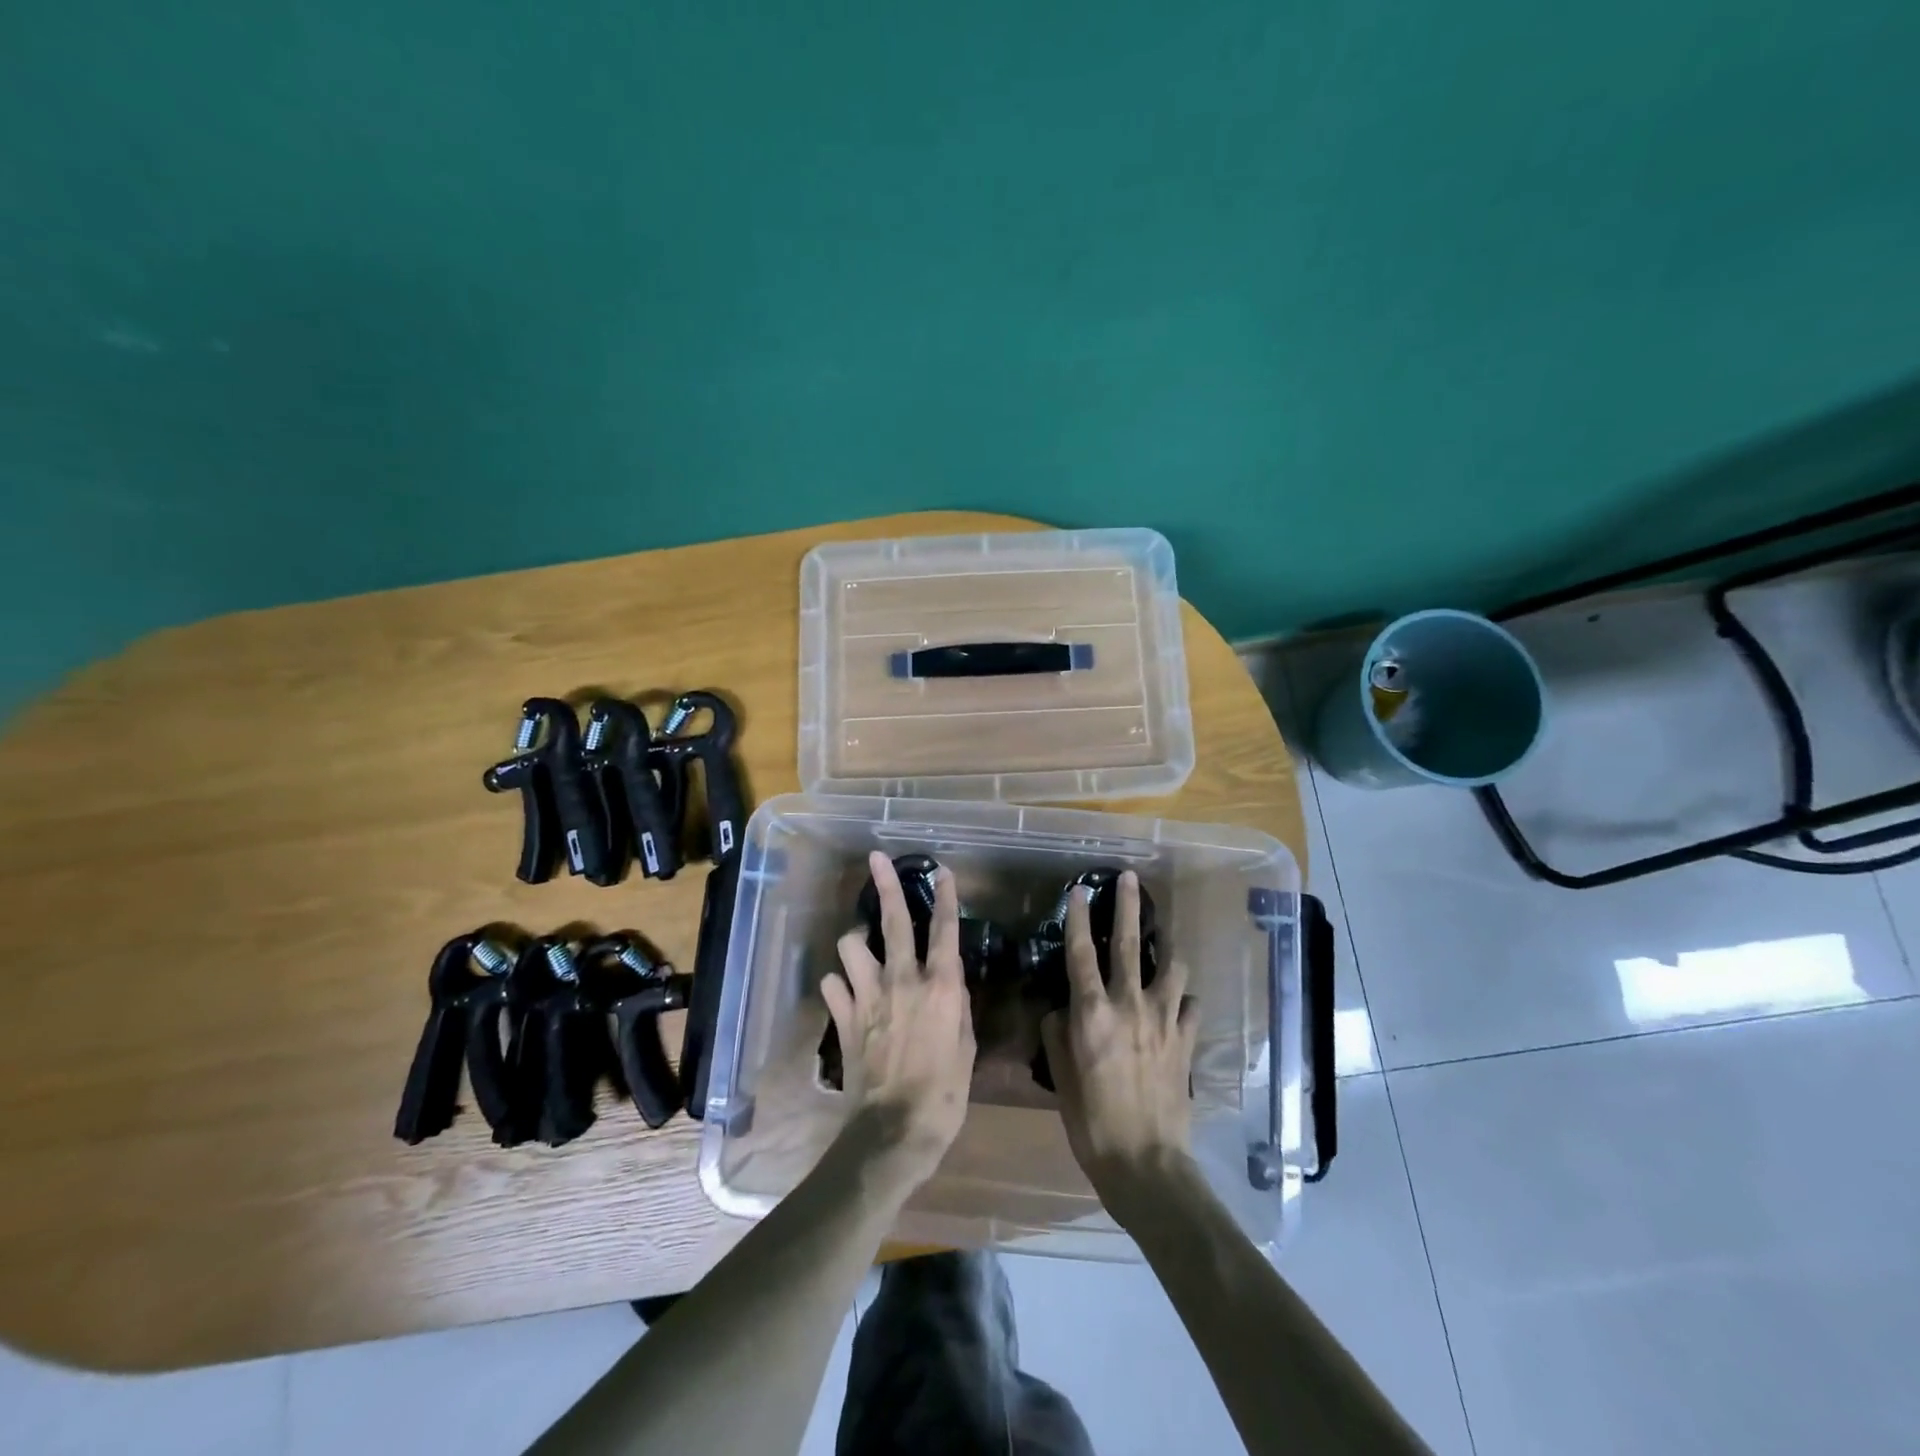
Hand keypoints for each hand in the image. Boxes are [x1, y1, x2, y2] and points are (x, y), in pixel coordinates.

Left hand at [821, 851, 975, 1187]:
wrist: (895, 1130)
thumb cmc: (944, 1093)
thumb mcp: (966, 1048)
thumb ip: (957, 1007)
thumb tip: (949, 983)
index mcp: (940, 987)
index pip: (945, 930)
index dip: (946, 897)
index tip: (943, 870)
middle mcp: (903, 980)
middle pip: (893, 921)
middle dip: (885, 885)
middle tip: (876, 859)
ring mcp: (869, 996)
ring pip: (851, 946)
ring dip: (855, 942)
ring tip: (861, 948)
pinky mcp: (845, 1017)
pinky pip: (832, 984)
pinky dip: (839, 984)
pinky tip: (846, 992)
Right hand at [1041, 871, 1197, 1209]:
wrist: (1145, 1162)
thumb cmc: (1090, 1121)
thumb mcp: (1060, 1076)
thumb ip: (1059, 1034)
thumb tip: (1062, 1010)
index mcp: (1092, 1012)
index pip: (1081, 952)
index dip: (1079, 917)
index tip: (1080, 890)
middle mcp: (1129, 1004)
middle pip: (1130, 944)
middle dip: (1128, 906)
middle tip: (1130, 878)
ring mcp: (1163, 1020)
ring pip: (1171, 967)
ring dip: (1166, 950)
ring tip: (1163, 944)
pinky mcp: (1186, 1040)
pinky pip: (1189, 1006)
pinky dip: (1183, 1000)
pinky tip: (1178, 1005)